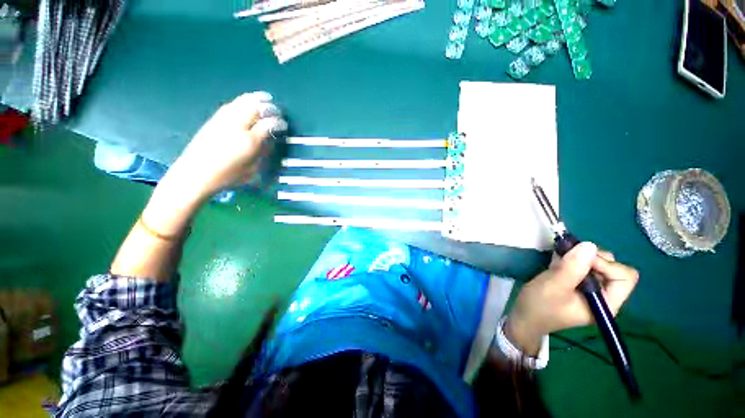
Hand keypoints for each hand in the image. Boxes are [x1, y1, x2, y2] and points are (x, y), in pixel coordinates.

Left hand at [162, 92, 287, 202]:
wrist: (195, 175)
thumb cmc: (227, 177)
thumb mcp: (251, 170)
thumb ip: (261, 153)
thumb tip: (267, 140)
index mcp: (248, 141)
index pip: (268, 125)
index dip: (278, 123)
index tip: (283, 125)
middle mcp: (236, 127)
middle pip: (254, 109)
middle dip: (267, 106)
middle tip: (276, 107)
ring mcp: (223, 121)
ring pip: (241, 103)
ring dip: (254, 99)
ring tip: (263, 98)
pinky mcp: (213, 121)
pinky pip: (230, 106)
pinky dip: (241, 101)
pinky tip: (245, 102)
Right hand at [505, 242, 638, 354]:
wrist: (523, 316)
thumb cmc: (540, 305)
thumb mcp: (554, 286)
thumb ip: (572, 268)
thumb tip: (588, 245)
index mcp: (606, 303)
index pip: (624, 277)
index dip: (605, 264)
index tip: (579, 259)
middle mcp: (604, 295)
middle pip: (613, 267)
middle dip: (592, 257)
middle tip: (569, 255)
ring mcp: (590, 290)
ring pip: (598, 264)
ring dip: (580, 256)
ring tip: (560, 257)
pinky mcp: (577, 284)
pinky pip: (583, 266)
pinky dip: (572, 258)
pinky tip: (557, 259)